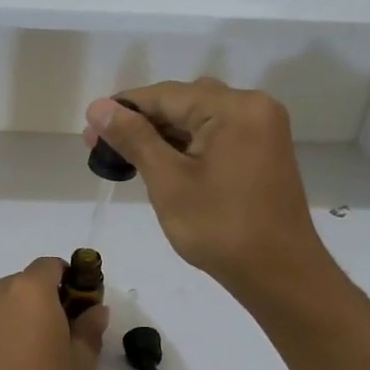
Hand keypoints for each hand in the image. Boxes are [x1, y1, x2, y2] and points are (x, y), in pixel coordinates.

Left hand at [0, 258, 108, 369]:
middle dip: (46, 303)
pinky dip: (2, 337)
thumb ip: (88, 332)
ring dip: (22, 321)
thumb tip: (94, 310)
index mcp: (28, 290)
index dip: (71, 284)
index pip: (52, 267)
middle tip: (66, 340)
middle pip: (26, 285)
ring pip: (4, 307)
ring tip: (39, 360)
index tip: (83, 311)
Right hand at [84, 80, 337, 307]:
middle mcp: (253, 106)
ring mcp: (263, 128)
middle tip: (103, 149)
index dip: (122, 110)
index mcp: (233, 107)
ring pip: (199, 118)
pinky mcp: (264, 150)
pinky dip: (188, 145)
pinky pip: (217, 134)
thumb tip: (98, 107)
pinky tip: (163, 164)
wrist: (280, 274)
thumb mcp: (168, 181)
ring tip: (128, 160)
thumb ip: (133, 138)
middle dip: (142, 123)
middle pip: (183, 102)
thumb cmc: (220, 229)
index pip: (164, 95)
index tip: (88, 131)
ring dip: (163, 135)